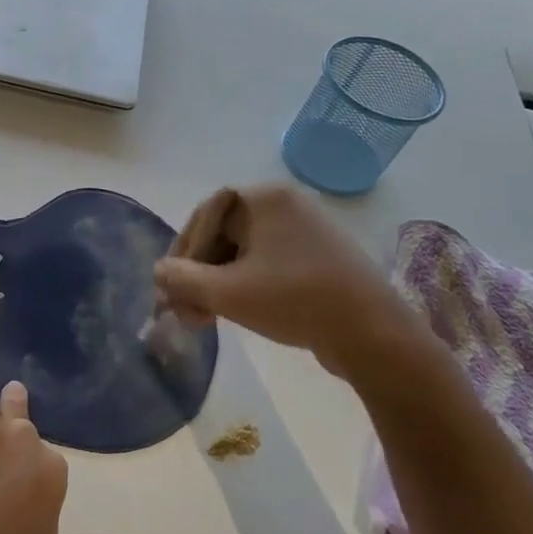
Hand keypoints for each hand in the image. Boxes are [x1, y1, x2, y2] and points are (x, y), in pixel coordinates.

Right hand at [153, 183, 429, 383]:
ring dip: (216, 283)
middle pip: (222, 233)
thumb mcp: (226, 292)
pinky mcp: (319, 257)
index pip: (204, 216)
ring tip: (204, 318)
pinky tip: (234, 312)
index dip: (181, 252)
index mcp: (264, 198)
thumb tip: (159, 273)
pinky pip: (268, 263)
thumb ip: (182, 280)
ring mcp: (306, 230)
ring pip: (243, 252)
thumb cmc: (294, 300)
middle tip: (184, 309)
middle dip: (197, 273)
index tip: (170, 287)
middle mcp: (285, 204)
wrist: (374, 335)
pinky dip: (245, 285)